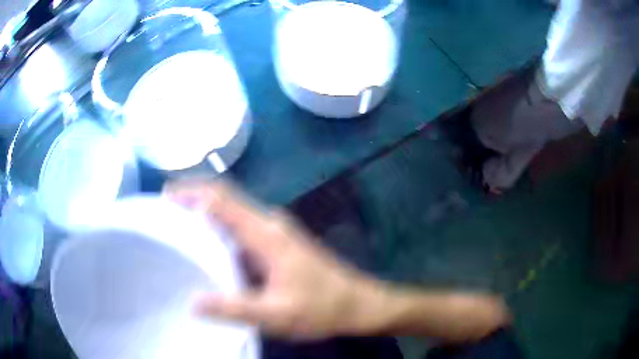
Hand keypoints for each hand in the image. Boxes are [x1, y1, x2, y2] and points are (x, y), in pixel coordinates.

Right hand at [164, 180, 386, 339]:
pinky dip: (219, 232)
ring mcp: (275, 232)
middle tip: (164, 215)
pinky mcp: (277, 243)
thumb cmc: (321, 309)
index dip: (191, 192)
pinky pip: (241, 229)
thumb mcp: (276, 315)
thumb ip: (234, 309)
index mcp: (266, 234)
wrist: (357, 304)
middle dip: (193, 199)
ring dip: (205, 216)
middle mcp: (269, 223)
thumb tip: (192, 302)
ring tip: (177, 230)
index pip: (221, 199)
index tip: (164, 198)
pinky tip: (207, 250)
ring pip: (232, 214)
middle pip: (224, 200)